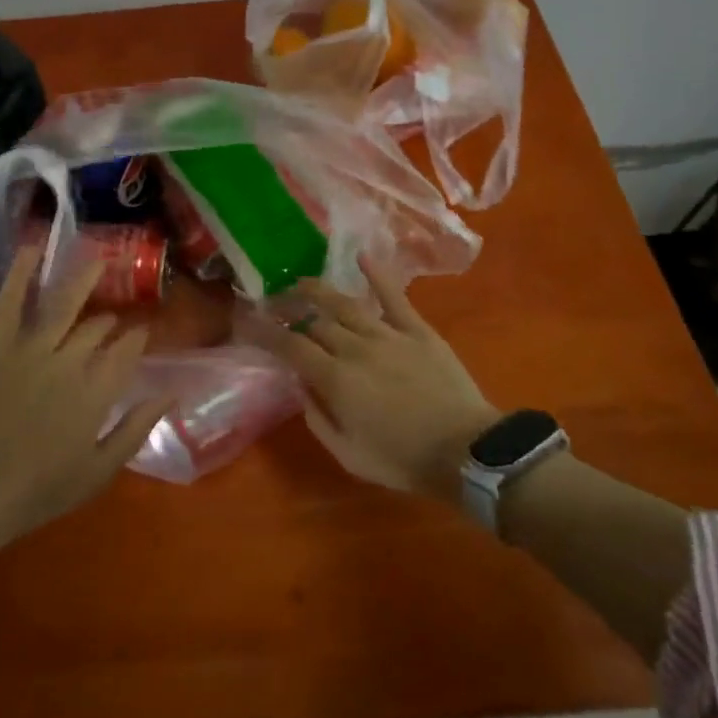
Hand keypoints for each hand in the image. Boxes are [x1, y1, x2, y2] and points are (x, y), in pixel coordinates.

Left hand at [0, 244, 170, 550]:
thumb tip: (170, 394)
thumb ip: (137, 428)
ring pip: (63, 304)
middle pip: (97, 328)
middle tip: (113, 320)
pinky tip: (32, 247)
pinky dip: (20, 273)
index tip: (143, 333)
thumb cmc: (41, 490)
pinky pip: (10, 302)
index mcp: (97, 390)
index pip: (127, 351)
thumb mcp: (101, 469)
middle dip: (110, 321)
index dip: (137, 339)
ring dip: (82, 279)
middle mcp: (70, 361)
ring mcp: (30, 348)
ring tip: (97, 259)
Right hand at [264, 257, 497, 502]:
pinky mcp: (417, 330)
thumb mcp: (348, 455)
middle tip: (274, 302)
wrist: (467, 451)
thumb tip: (300, 385)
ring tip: (301, 282)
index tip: (249, 322)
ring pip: (345, 304)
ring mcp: (388, 334)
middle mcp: (355, 348)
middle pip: (315, 320)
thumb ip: (317, 417)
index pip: (291, 346)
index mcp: (335, 379)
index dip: (267, 332)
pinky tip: (361, 257)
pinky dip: (377, 275)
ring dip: (319, 290)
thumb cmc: (403, 460)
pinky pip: (394, 297)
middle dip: (289, 308)